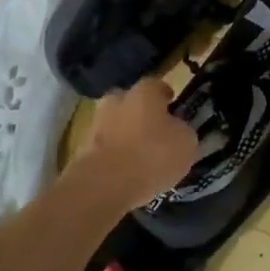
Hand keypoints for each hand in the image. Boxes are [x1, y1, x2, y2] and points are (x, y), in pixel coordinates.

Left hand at [75, 78, 199, 208]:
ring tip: (141, 155)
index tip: (173, 104)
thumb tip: (177, 129)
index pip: (156, 84)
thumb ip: (183, 131)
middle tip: (154, 129)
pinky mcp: (83, 150)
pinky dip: (115, 155)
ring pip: (115, 124)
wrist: (103, 185)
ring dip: (126, 134)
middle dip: (141, 112)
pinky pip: (105, 147)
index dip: (166, 95)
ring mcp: (96, 125)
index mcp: (143, 93)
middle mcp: (117, 101)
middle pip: (130, 101)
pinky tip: (127, 170)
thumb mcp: (186, 143)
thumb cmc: (152, 156)